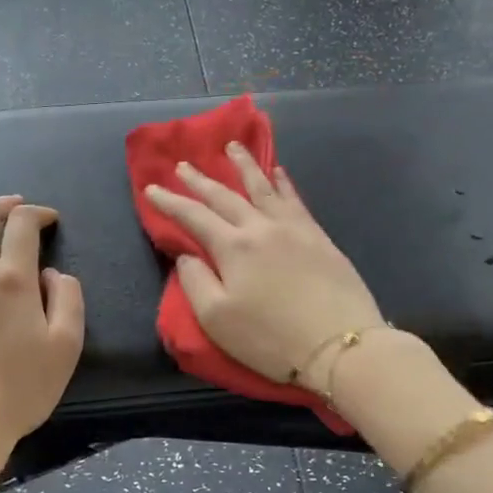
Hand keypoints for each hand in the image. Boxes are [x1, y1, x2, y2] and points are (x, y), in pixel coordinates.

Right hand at [144, 144, 382, 385]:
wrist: (340, 344)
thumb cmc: (271, 338)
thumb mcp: (217, 319)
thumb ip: (195, 282)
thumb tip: (187, 254)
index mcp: (232, 247)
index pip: (193, 216)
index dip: (170, 201)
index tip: (152, 188)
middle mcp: (260, 227)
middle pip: (225, 196)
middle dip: (201, 180)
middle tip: (184, 164)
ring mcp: (293, 228)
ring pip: (263, 187)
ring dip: (244, 165)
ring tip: (233, 147)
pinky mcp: (318, 236)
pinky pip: (295, 199)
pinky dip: (283, 182)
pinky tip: (279, 172)